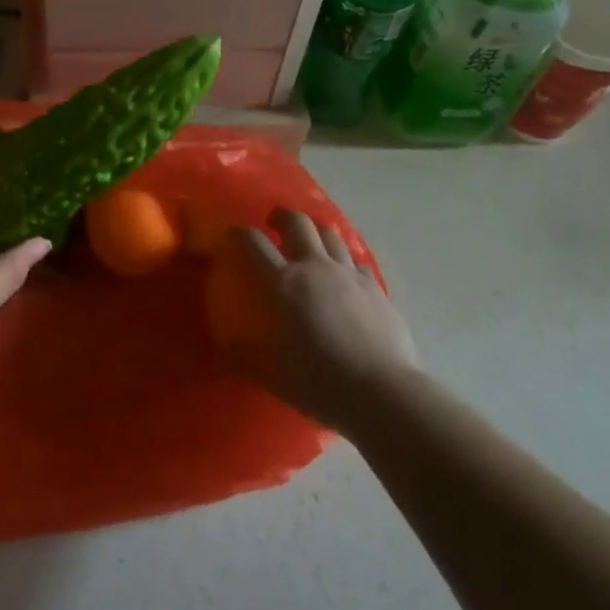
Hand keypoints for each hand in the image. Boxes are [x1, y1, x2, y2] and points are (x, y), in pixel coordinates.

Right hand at [229, 209, 419, 434]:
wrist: (384, 392)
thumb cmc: (322, 381)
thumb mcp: (274, 375)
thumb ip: (246, 357)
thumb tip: (225, 349)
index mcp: (285, 283)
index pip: (256, 245)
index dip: (242, 234)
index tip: (235, 234)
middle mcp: (316, 267)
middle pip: (298, 223)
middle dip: (283, 216)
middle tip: (275, 222)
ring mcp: (349, 274)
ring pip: (331, 234)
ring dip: (316, 231)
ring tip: (312, 239)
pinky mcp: (375, 287)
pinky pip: (357, 261)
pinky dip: (346, 260)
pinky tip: (346, 273)